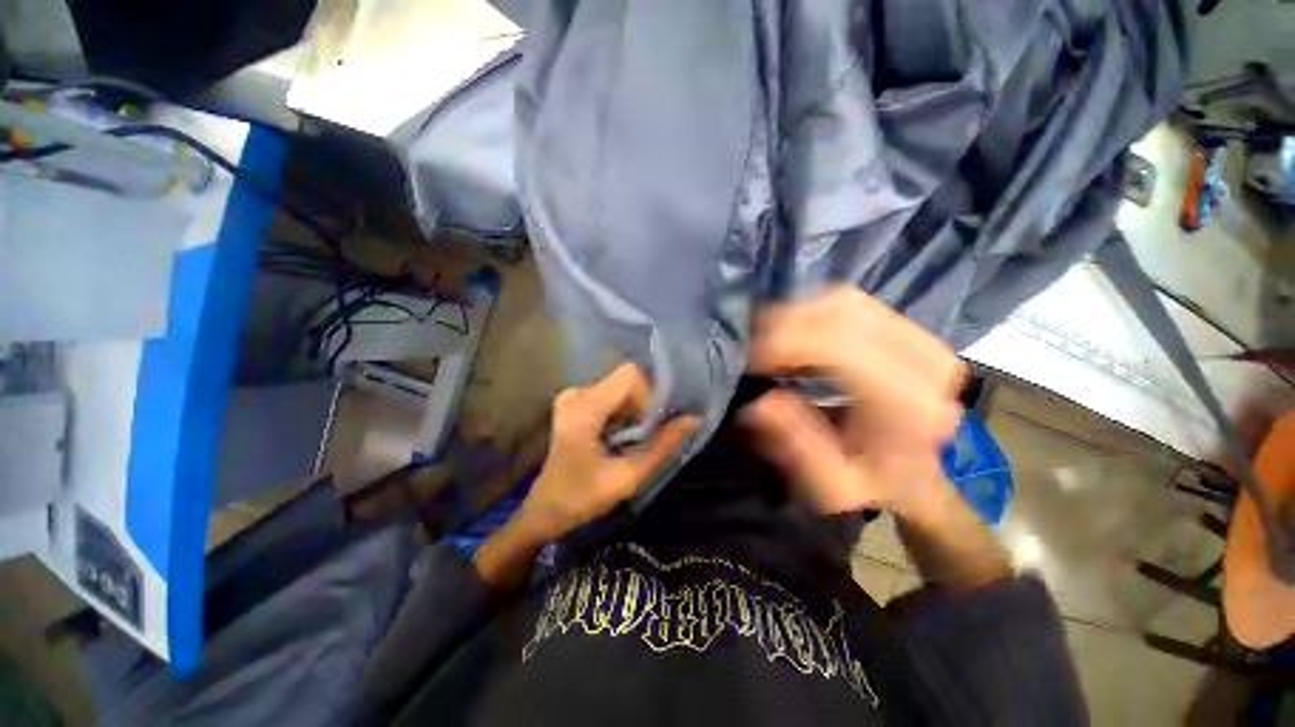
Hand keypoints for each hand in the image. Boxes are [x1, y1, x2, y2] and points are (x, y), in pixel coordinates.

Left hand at [519, 363, 697, 539]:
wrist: (546, 509)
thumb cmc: (583, 498)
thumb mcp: (628, 476)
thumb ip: (662, 445)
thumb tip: (693, 418)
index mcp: (583, 410)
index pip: (629, 376)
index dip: (650, 393)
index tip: (655, 423)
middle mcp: (576, 394)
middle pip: (625, 380)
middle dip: (644, 404)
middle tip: (648, 433)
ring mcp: (572, 396)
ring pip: (619, 387)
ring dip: (635, 408)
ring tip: (635, 437)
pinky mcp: (574, 402)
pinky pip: (610, 394)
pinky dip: (623, 410)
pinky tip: (621, 434)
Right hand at [741, 287, 965, 517]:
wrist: (917, 477)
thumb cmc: (874, 485)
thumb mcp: (830, 485)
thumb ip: (797, 446)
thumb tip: (759, 401)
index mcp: (911, 406)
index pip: (841, 347)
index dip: (785, 344)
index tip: (748, 359)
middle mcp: (925, 363)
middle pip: (842, 313)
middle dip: (785, 323)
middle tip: (752, 347)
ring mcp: (921, 340)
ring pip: (845, 301)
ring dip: (797, 314)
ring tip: (769, 341)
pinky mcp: (910, 331)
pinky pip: (851, 302)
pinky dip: (812, 311)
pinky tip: (794, 332)